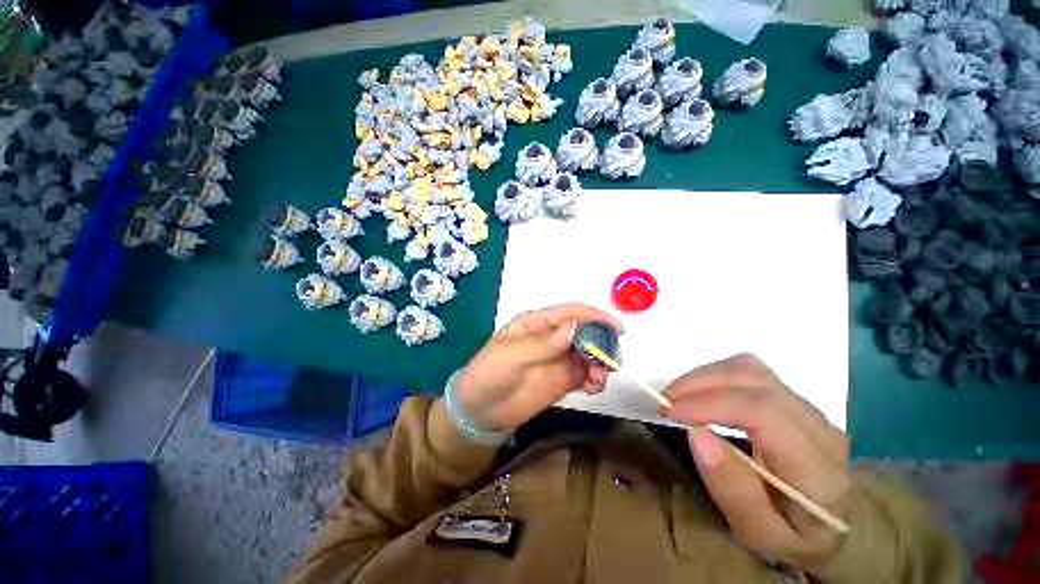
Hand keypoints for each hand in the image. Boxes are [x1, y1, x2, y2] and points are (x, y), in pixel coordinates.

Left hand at [456, 302, 622, 430]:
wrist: (479, 410)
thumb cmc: (490, 373)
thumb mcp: (512, 355)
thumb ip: (544, 343)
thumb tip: (577, 328)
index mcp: (538, 323)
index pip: (571, 313)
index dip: (595, 316)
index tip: (617, 329)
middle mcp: (552, 337)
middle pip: (585, 332)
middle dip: (601, 343)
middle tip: (609, 361)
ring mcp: (558, 359)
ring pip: (589, 354)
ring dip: (600, 363)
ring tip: (599, 379)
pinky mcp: (562, 380)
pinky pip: (585, 375)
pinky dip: (595, 379)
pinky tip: (594, 388)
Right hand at [663, 354, 850, 573]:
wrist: (836, 523)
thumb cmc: (794, 534)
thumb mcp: (759, 533)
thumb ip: (732, 489)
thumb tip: (695, 432)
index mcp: (818, 468)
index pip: (763, 413)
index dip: (709, 403)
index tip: (669, 410)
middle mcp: (818, 426)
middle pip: (754, 379)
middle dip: (699, 382)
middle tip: (665, 401)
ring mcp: (808, 406)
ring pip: (750, 368)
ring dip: (705, 375)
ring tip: (678, 395)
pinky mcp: (793, 397)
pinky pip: (750, 370)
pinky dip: (716, 374)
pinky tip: (701, 393)